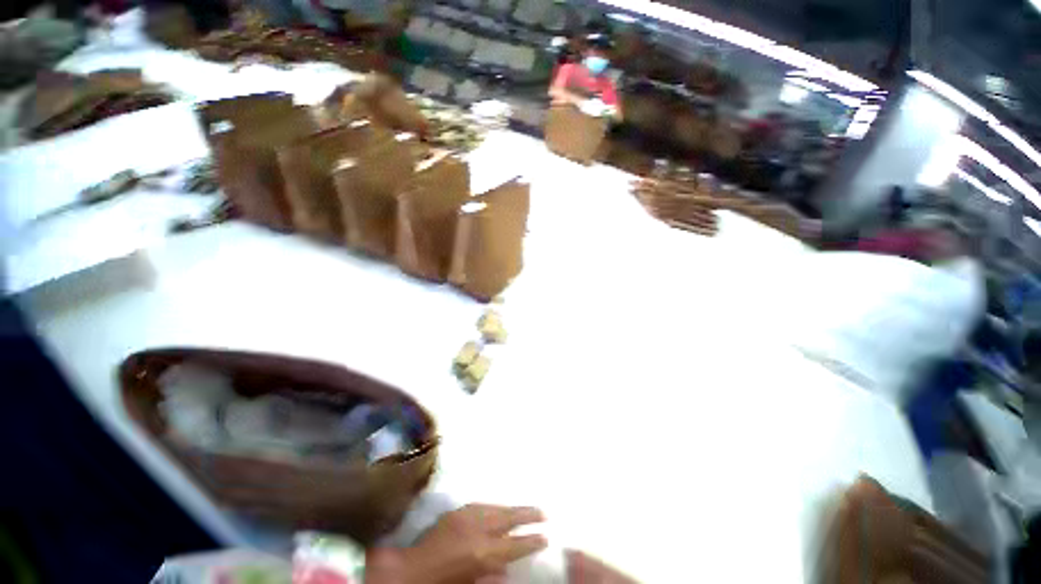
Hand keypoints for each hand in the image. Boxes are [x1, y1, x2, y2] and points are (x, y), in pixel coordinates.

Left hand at [398, 504, 546, 583]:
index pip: (515, 544)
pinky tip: (498, 509)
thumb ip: (490, 574)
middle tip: (544, 513)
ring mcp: (466, 515)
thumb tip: (507, 567)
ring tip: (524, 510)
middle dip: (527, 514)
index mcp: (483, 552)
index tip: (545, 536)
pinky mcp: (456, 510)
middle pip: (508, 517)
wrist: (409, 571)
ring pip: (496, 507)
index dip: (531, 541)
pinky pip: (481, 505)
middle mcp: (477, 528)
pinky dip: (493, 507)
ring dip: (511, 508)